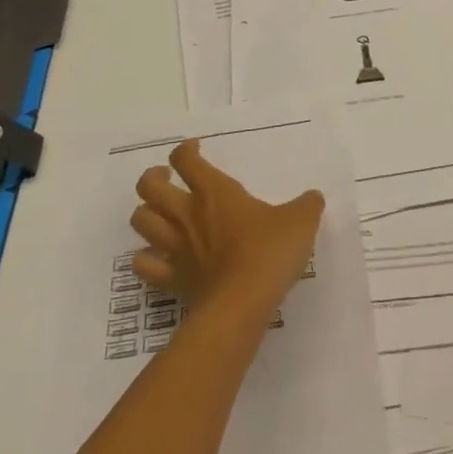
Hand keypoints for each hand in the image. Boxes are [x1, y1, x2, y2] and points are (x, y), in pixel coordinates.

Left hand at [130, 139, 324, 323]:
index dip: (185, 150)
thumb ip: (306, 205)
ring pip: (140, 221)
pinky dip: (145, 259)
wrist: (242, 304)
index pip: (186, 160)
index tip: (196, 149)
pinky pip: (144, 266)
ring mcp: (174, 248)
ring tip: (161, 214)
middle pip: (149, 186)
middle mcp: (187, 214)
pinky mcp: (171, 280)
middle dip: (154, 177)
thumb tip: (312, 198)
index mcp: (215, 192)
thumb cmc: (269, 252)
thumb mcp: (301, 221)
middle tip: (169, 179)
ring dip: (146, 213)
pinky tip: (157, 257)